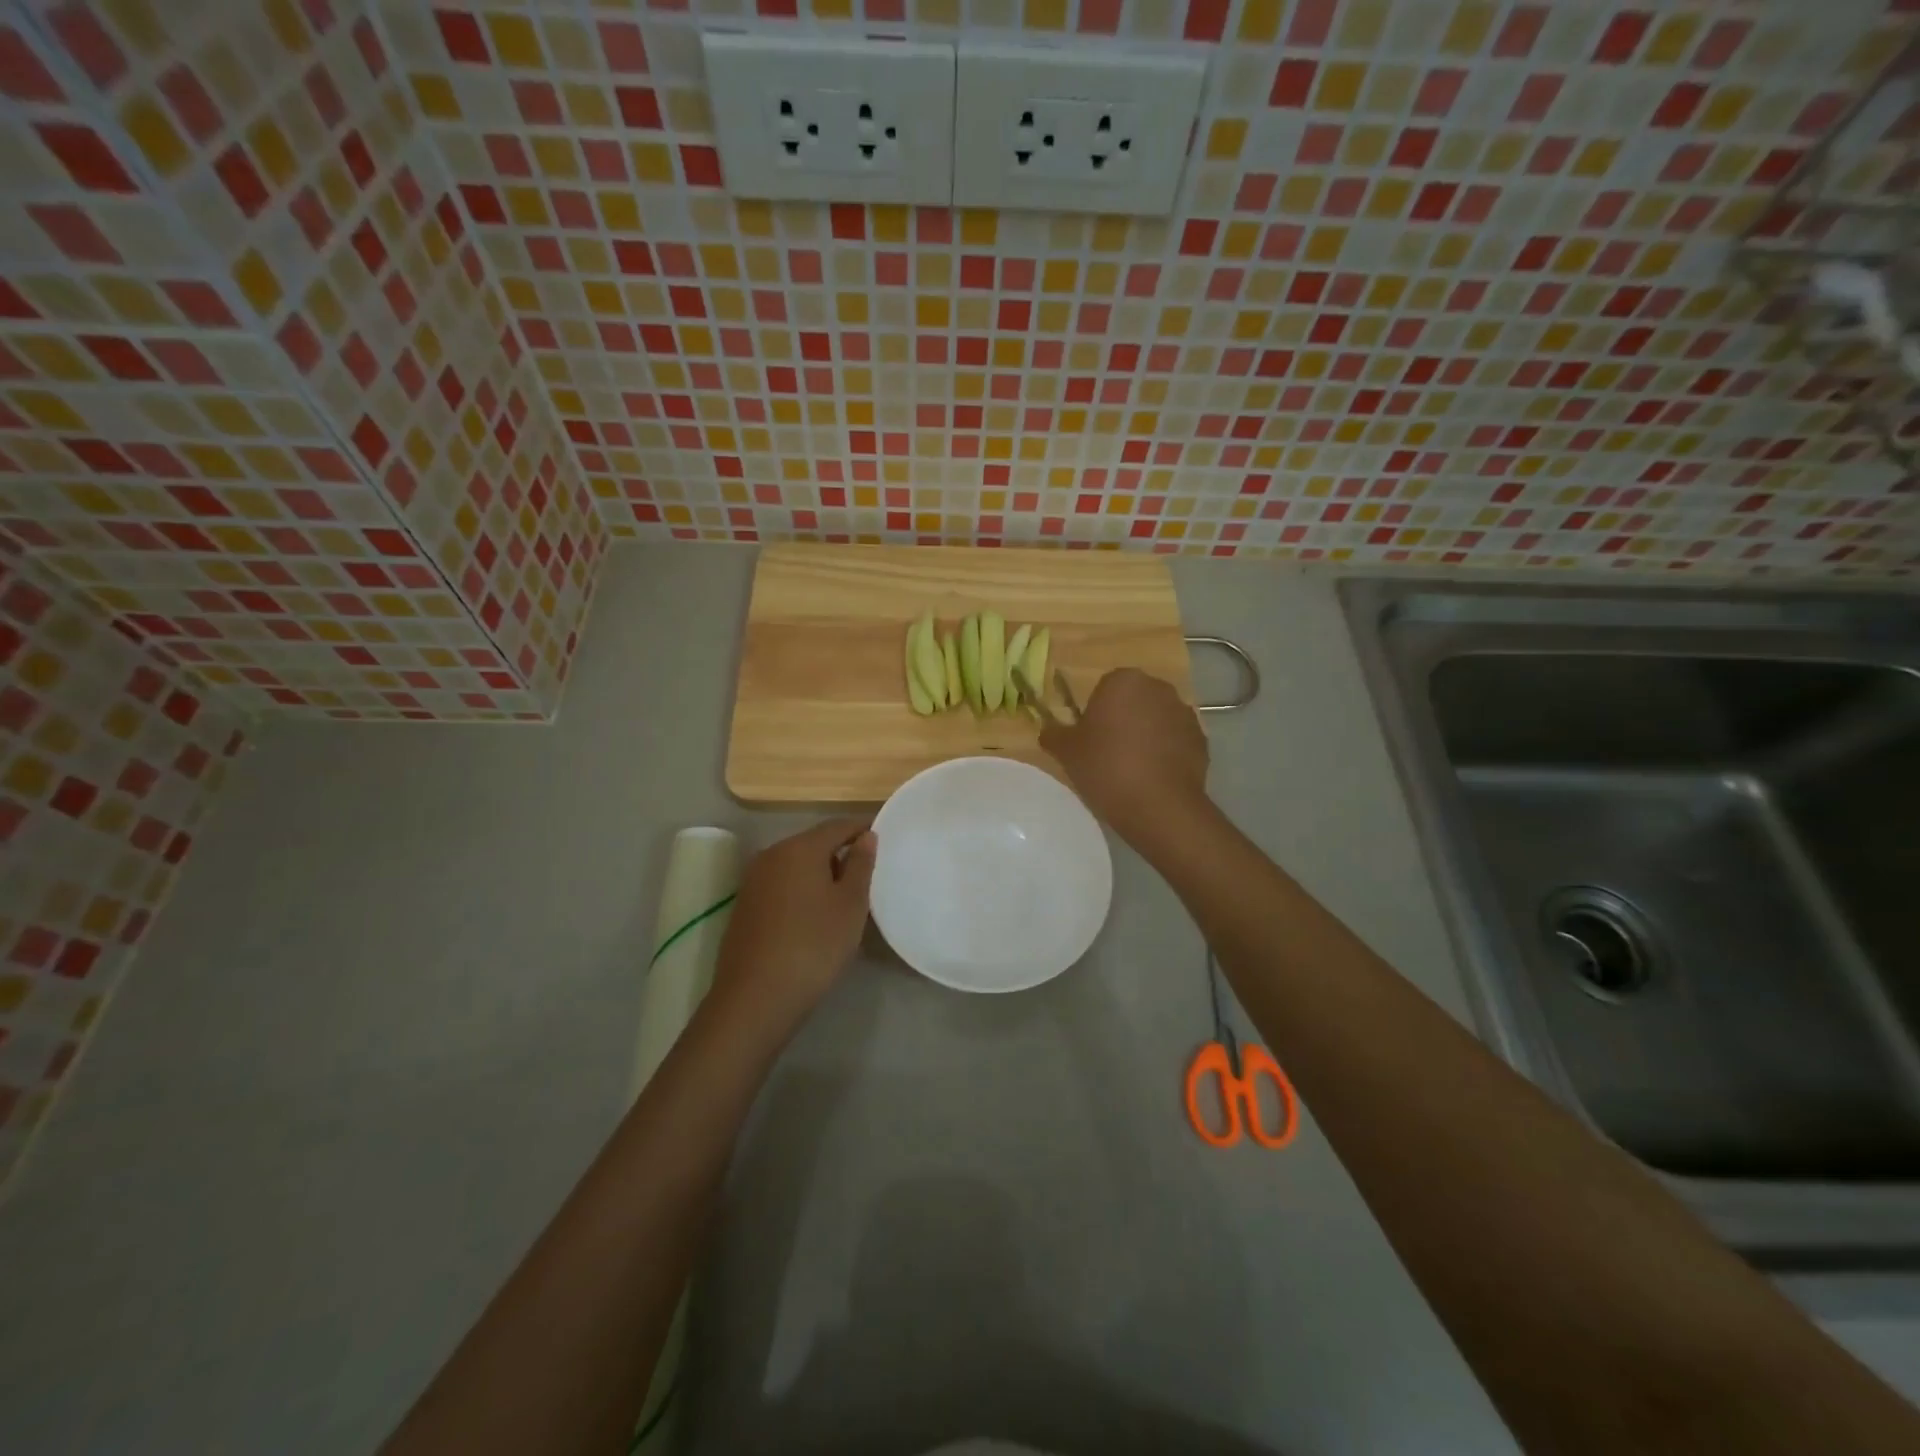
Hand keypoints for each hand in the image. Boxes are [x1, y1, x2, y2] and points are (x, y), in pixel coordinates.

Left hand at [707, 817, 875, 1045]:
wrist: (755, 997)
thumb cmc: (814, 945)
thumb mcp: (850, 905)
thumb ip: (860, 865)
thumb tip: (866, 836)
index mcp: (800, 847)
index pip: (838, 825)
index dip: (862, 829)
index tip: (883, 841)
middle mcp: (772, 855)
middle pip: (813, 843)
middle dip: (840, 853)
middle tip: (866, 876)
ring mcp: (753, 880)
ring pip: (795, 865)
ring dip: (820, 874)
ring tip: (843, 899)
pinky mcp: (745, 906)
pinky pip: (781, 885)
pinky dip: (801, 891)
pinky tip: (813, 917)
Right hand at [1040, 668, 1210, 843]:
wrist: (1159, 806)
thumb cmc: (1106, 768)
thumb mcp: (1067, 752)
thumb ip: (1054, 735)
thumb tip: (1048, 730)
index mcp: (1123, 681)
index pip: (1104, 687)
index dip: (1095, 713)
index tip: (1090, 739)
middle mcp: (1158, 688)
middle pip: (1133, 700)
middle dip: (1122, 719)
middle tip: (1107, 752)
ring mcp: (1184, 713)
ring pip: (1156, 720)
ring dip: (1145, 735)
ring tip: (1131, 769)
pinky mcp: (1201, 740)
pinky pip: (1175, 741)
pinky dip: (1165, 753)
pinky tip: (1153, 778)